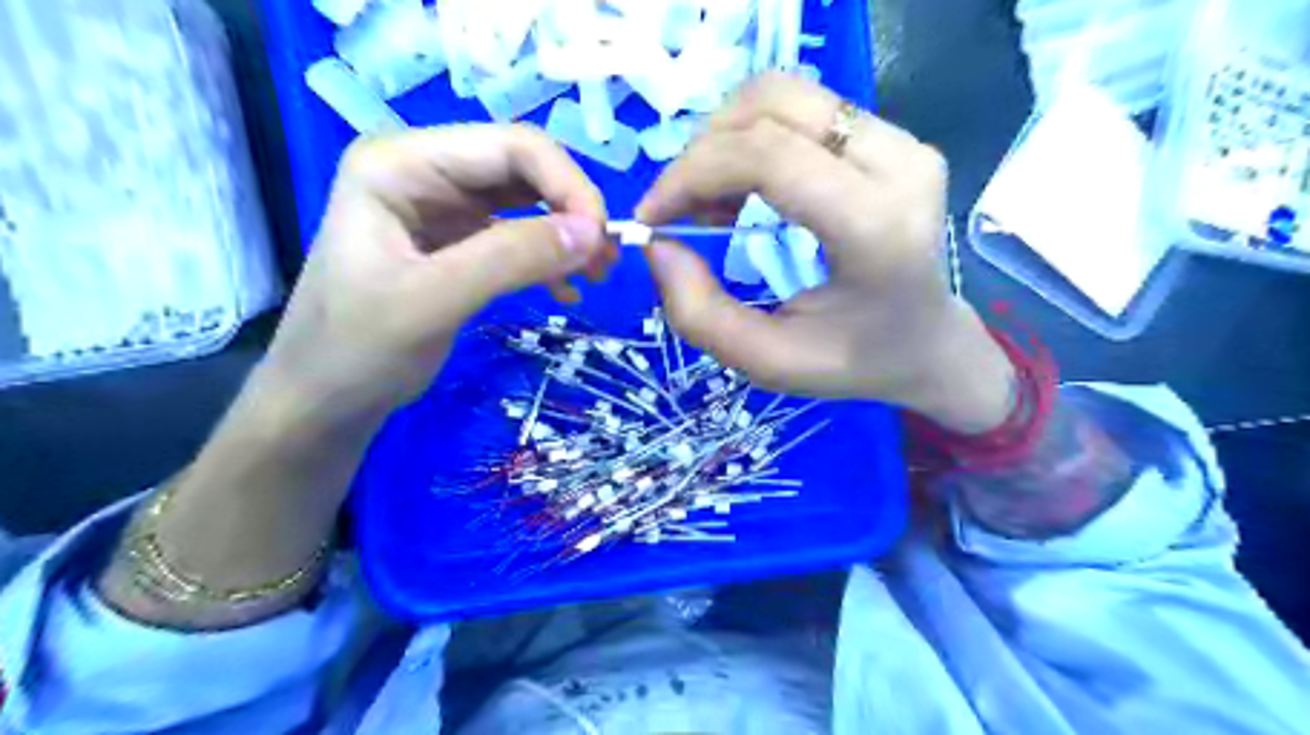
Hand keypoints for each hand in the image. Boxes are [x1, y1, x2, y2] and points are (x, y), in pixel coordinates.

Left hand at [264, 125, 619, 424]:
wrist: (326, 398)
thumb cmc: (358, 349)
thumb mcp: (432, 301)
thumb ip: (511, 259)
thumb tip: (594, 232)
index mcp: (402, 162)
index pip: (511, 146)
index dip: (568, 185)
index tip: (602, 241)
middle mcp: (425, 170)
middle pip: (525, 168)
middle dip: (573, 211)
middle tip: (605, 264)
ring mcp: (443, 206)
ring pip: (529, 201)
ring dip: (568, 234)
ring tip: (595, 277)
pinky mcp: (459, 241)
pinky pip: (520, 234)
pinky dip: (549, 258)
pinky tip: (565, 291)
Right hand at [636, 74, 1009, 433]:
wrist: (928, 344)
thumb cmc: (853, 361)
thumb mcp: (768, 361)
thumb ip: (700, 315)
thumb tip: (657, 244)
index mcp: (876, 228)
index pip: (769, 156)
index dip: (693, 174)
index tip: (653, 218)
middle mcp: (898, 164)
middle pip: (772, 104)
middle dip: (703, 151)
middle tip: (682, 210)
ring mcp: (903, 140)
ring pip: (784, 93)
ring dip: (725, 139)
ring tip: (713, 201)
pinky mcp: (895, 135)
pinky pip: (802, 108)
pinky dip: (752, 138)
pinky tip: (746, 187)